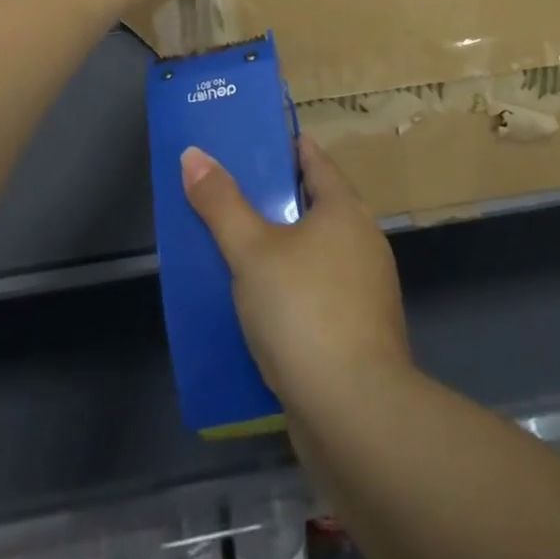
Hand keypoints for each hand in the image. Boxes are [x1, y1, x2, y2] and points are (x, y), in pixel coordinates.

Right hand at [182, 137, 411, 417]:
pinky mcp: (359, 332)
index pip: (314, 159)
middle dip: (276, 200)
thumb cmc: (303, 311)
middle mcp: (363, 240)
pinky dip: (292, 289)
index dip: (283, 148)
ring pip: (316, 253)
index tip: (249, 145)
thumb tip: (193, 154)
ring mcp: (366, 289)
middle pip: (316, 205)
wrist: (355, 413)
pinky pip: (319, 293)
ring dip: (282, 249)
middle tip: (229, 195)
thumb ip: (221, 203)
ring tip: (235, 249)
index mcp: (345, 209)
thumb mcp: (252, 250)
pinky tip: (259, 306)